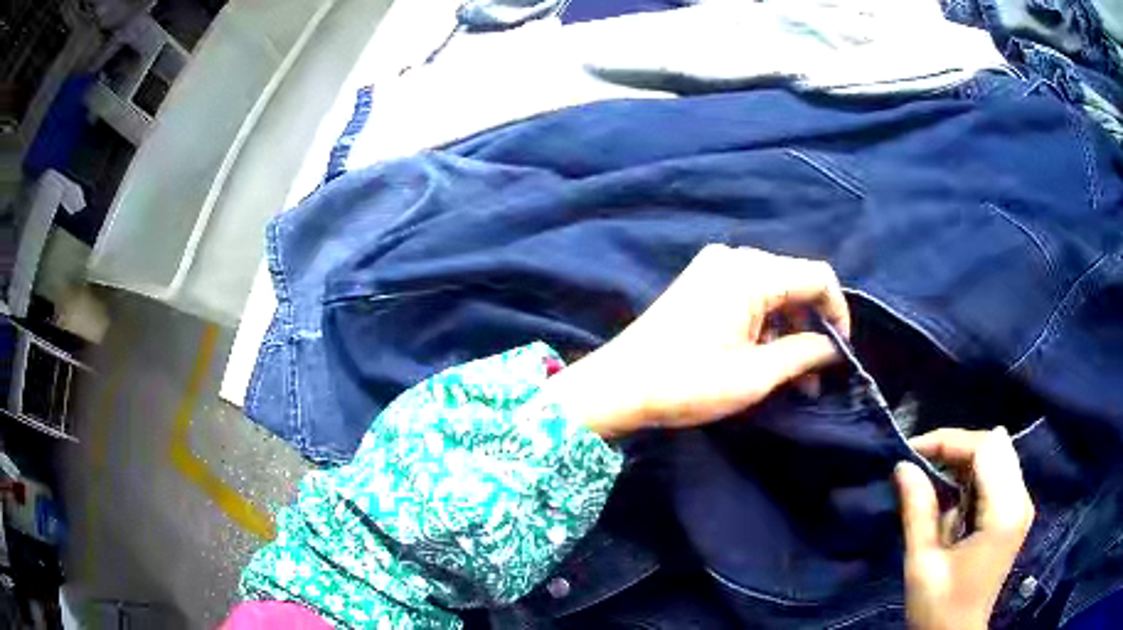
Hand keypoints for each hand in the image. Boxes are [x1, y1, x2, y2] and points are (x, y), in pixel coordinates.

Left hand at [541, 244, 849, 437]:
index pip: (818, 277)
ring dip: (789, 334)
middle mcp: (734, 258)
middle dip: (811, 329)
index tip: (841, 353)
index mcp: (750, 271)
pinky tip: (769, 362)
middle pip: (795, 285)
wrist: (619, 386)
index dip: (838, 313)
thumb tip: (835, 348)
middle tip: (816, 378)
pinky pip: (749, 298)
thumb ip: (804, 354)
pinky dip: (765, 328)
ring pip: (774, 295)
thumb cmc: (688, 382)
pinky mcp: (702, 284)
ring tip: (796, 381)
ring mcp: (714, 269)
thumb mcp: (756, 374)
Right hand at [896, 427, 1034, 629]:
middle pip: (995, 445)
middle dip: (957, 447)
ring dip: (965, 460)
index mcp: (1004, 512)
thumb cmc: (938, 609)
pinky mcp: (1015, 512)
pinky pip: (998, 473)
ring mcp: (1021, 505)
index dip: (950, 441)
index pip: (986, 448)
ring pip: (998, 454)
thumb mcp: (922, 564)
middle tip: (922, 465)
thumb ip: (918, 510)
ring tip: (933, 480)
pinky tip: (954, 498)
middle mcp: (1021, 499)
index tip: (912, 451)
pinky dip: (974, 475)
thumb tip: (903, 465)